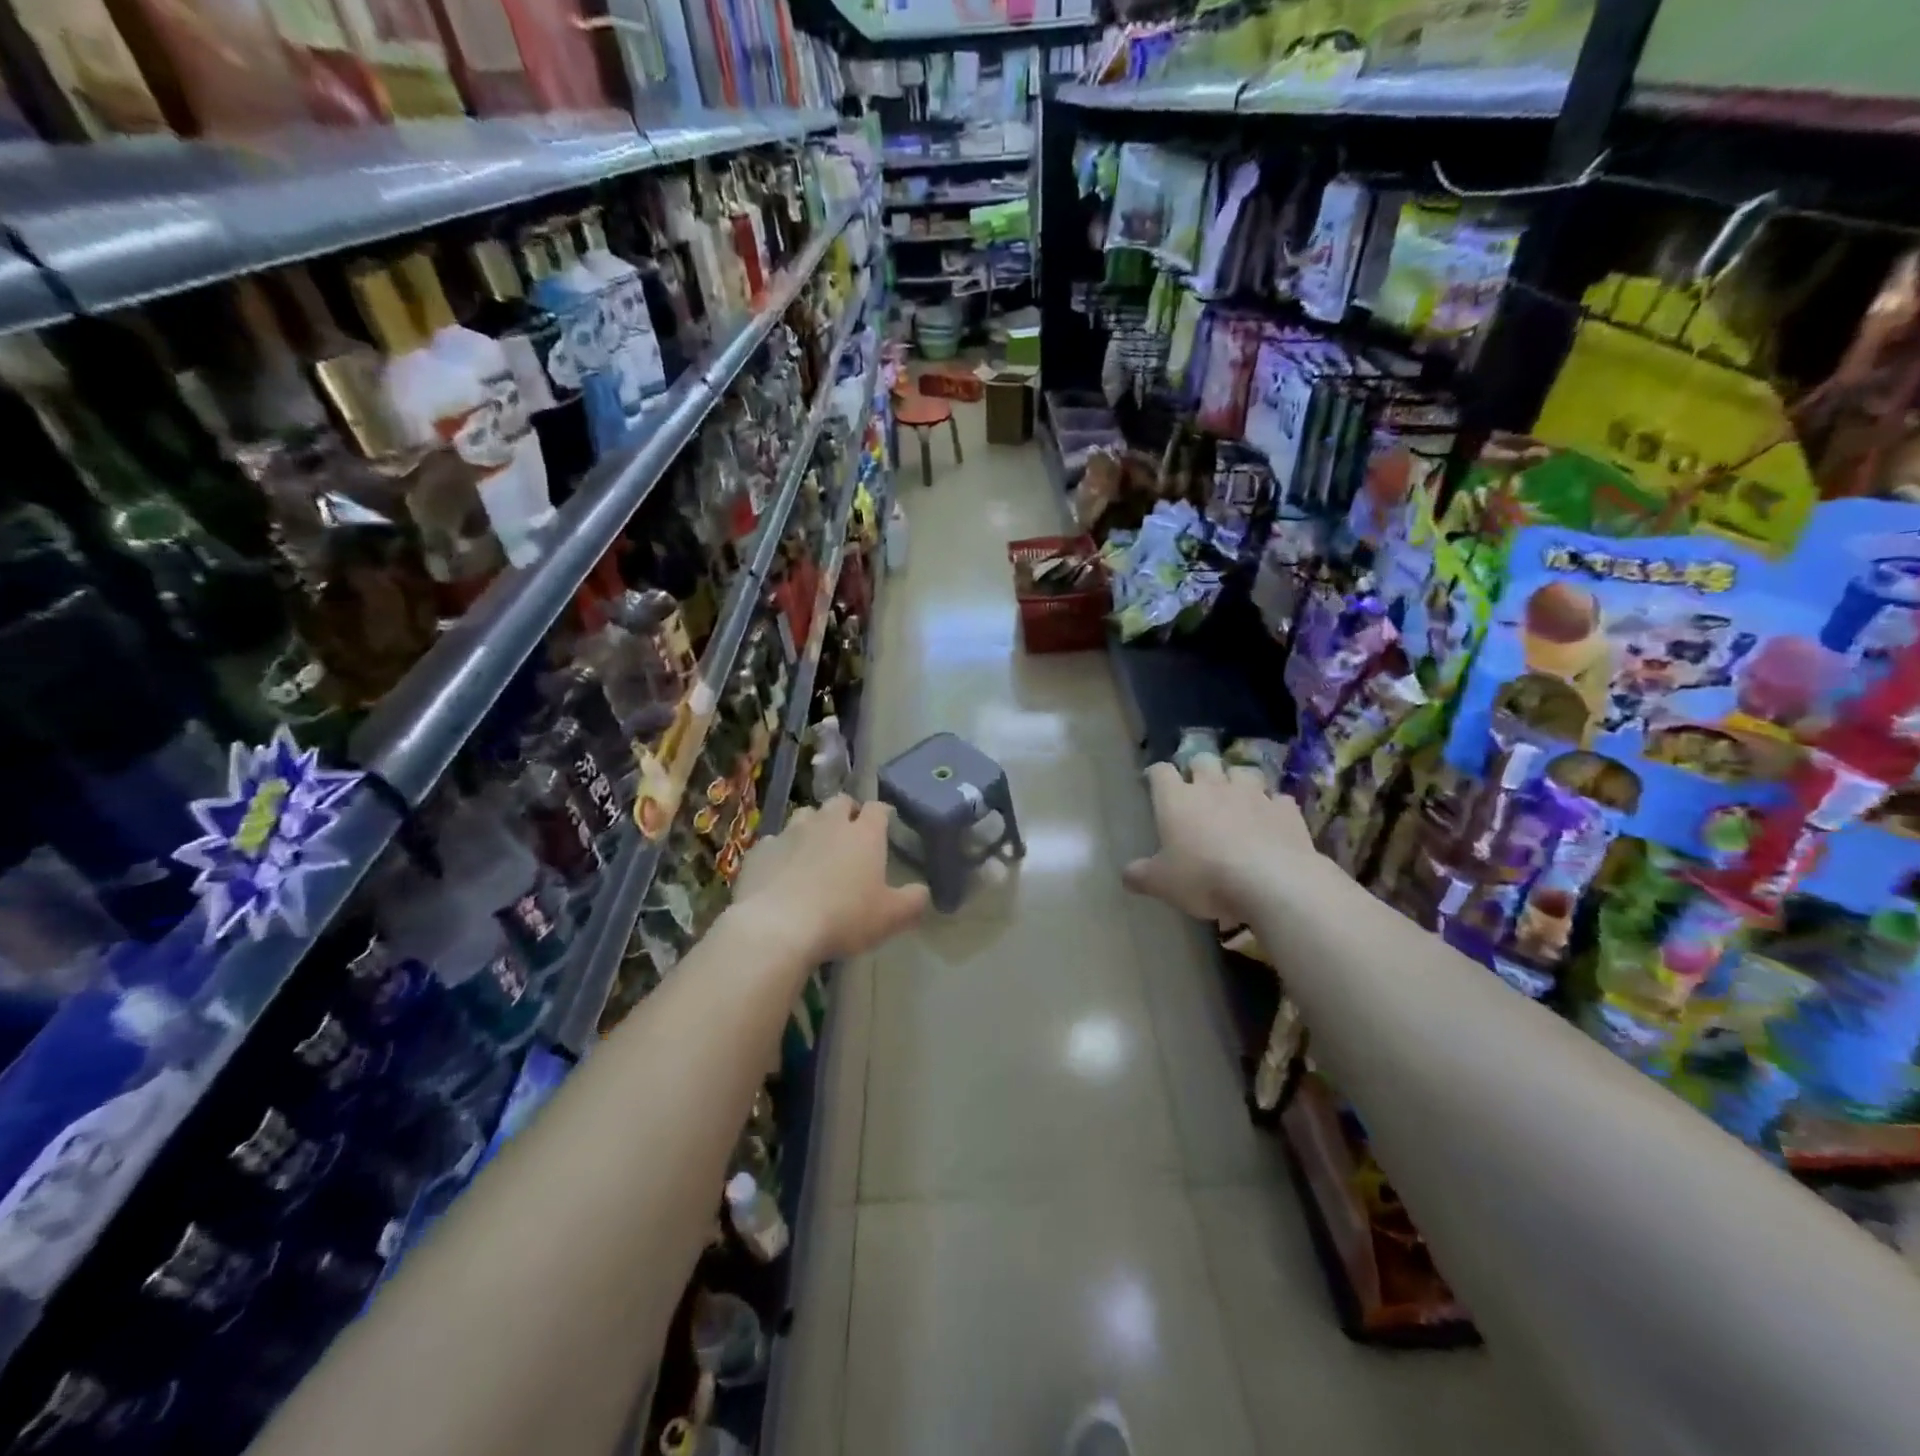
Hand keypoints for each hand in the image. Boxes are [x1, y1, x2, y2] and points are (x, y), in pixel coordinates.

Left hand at [732, 796, 929, 960]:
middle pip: (840, 802)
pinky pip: (774, 841)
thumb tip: (923, 892)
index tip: (885, 823)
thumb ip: (913, 902)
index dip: (882, 814)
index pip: (878, 809)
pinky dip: (782, 850)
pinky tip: (781, 870)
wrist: (777, 927)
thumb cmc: (843, 918)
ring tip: (815, 847)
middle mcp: (828, 823)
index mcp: (864, 834)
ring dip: (814, 825)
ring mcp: (791, 832)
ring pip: (806, 815)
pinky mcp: (761, 849)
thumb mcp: (890, 918)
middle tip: (850, 833)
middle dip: (847, 812)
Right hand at [1122, 754, 1316, 923]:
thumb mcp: (1162, 884)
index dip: (1156, 774)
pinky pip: (1277, 798)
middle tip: (1197, 788)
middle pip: (1203, 760)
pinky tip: (1271, 819)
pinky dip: (1272, 805)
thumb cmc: (1204, 878)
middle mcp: (1213, 788)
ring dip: (1237, 780)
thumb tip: (1126, 876)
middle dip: (1198, 769)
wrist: (1271, 882)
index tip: (1154, 782)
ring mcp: (1253, 795)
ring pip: (1243, 771)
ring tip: (1237, 797)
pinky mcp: (1285, 810)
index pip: (1161, 772)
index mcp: (1177, 800)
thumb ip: (1141, 876)